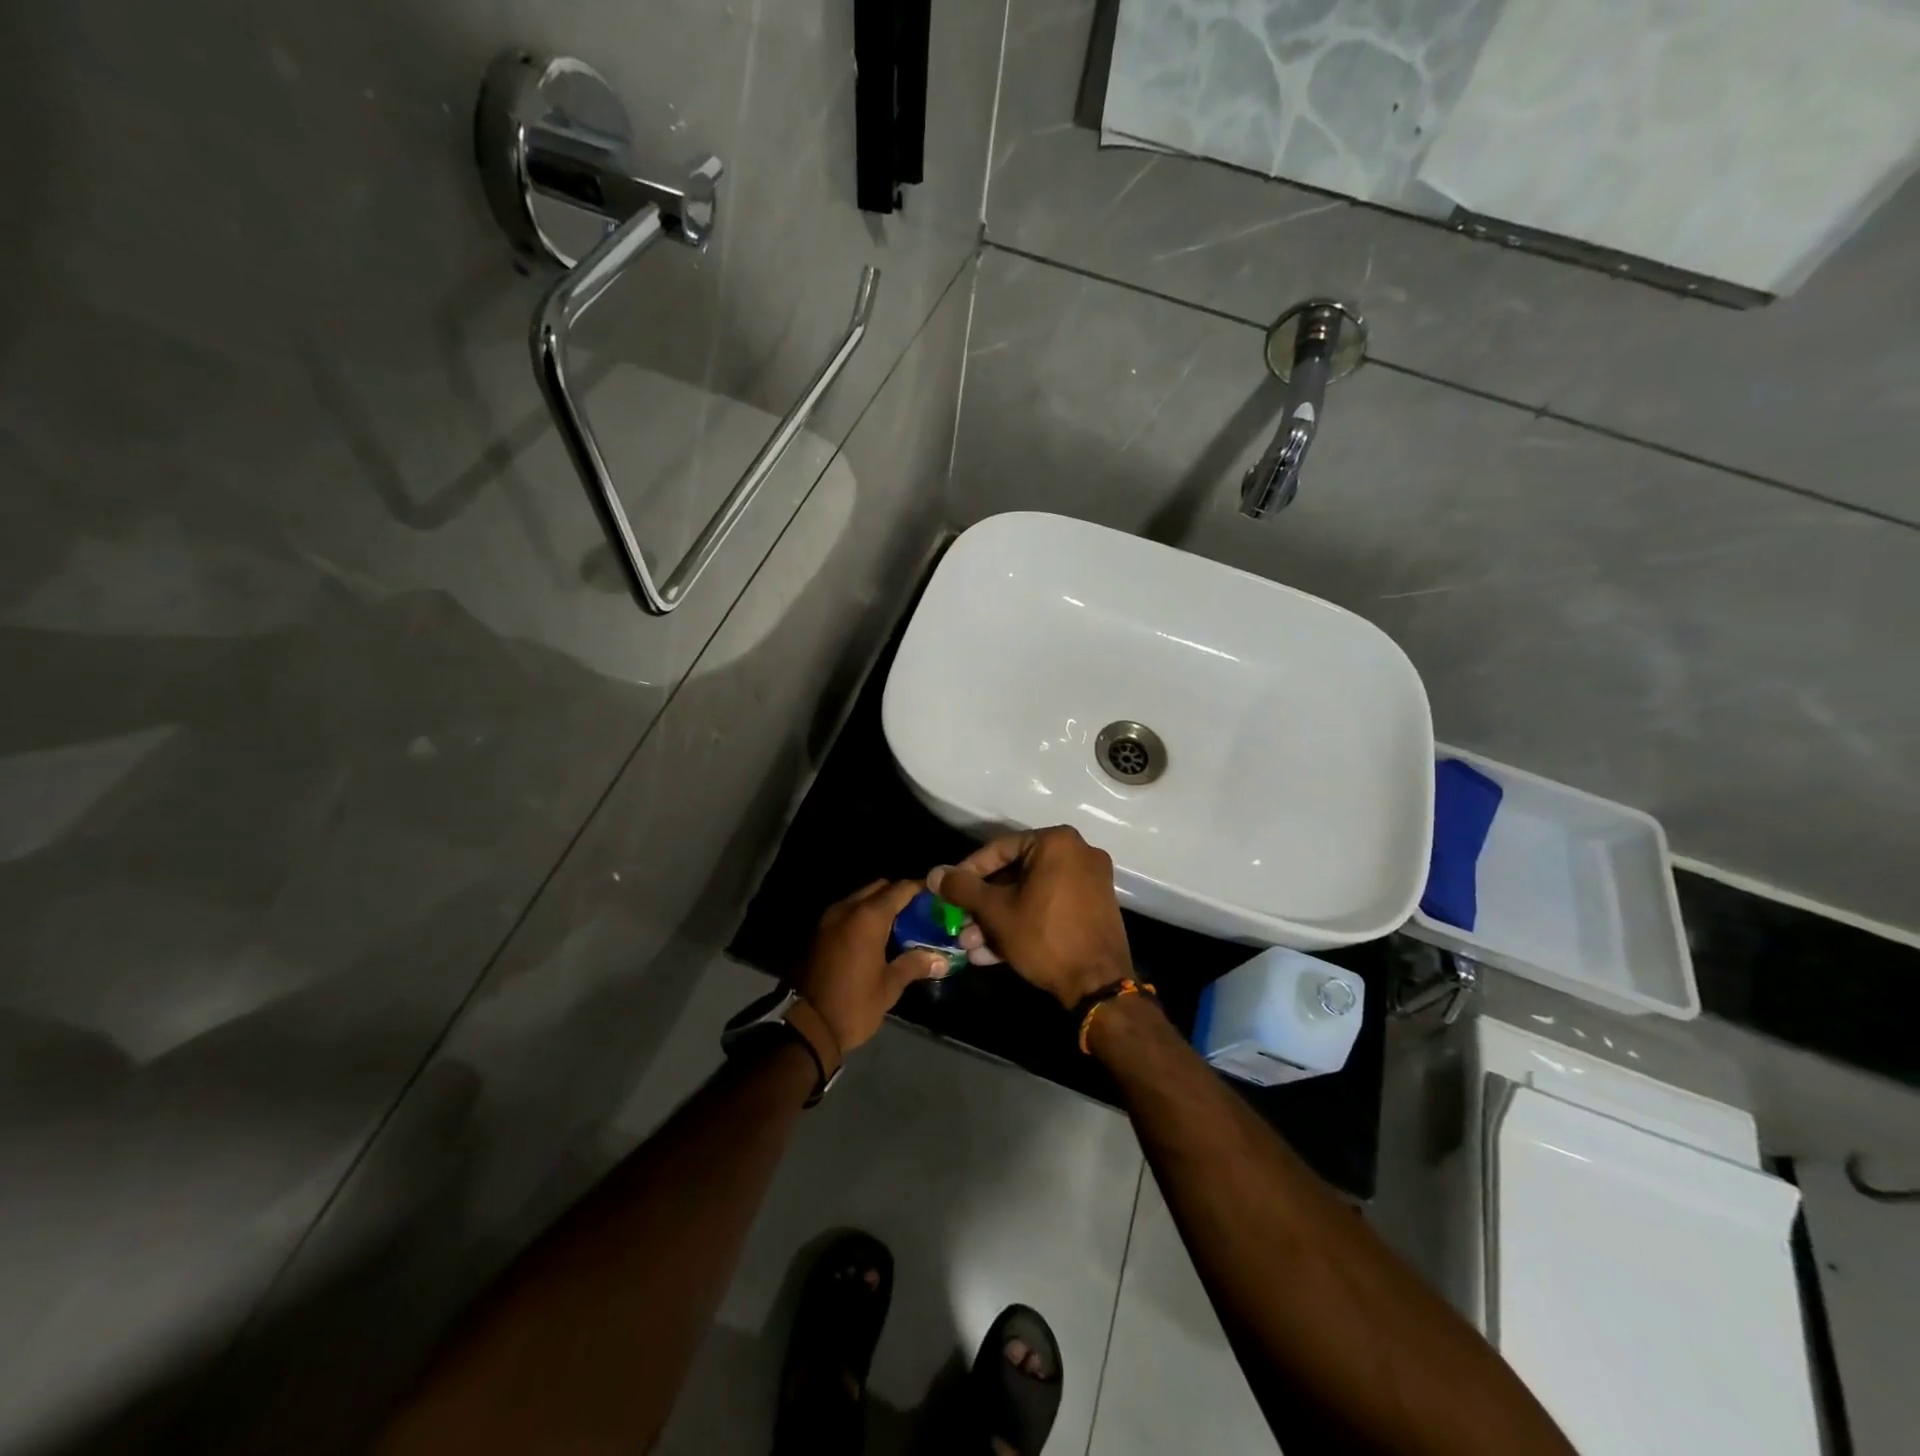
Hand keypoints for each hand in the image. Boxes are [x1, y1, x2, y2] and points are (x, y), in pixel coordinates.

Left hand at [793, 879, 947, 1052]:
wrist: (806, 1027)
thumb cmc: (853, 1005)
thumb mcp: (889, 986)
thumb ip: (914, 964)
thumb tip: (941, 959)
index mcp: (868, 918)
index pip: (900, 889)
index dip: (920, 889)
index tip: (936, 898)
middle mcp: (847, 909)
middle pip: (879, 887)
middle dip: (899, 895)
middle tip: (918, 914)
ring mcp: (829, 919)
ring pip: (860, 898)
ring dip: (879, 905)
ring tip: (899, 926)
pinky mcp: (818, 932)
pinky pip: (847, 912)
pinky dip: (862, 917)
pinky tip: (875, 938)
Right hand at [928, 826, 1133, 1007]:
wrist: (1097, 985)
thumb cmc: (1044, 937)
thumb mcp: (996, 912)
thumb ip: (963, 888)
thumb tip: (934, 874)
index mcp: (1056, 842)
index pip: (999, 849)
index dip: (968, 872)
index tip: (948, 892)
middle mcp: (1078, 853)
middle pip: (1016, 874)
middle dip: (983, 905)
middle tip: (960, 925)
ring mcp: (1090, 881)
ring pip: (1031, 894)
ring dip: (999, 920)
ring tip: (972, 947)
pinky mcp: (1094, 908)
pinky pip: (1050, 907)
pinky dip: (1024, 923)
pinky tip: (994, 954)